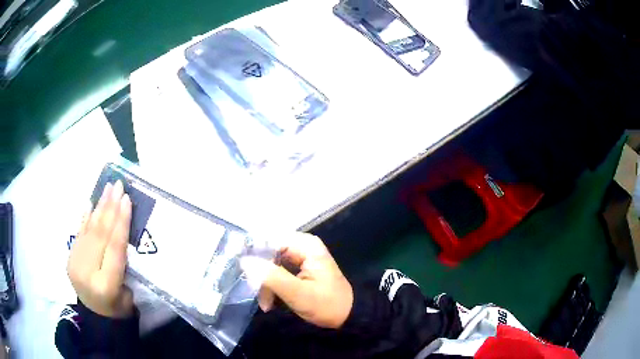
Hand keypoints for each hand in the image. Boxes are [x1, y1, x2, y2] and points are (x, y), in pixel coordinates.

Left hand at [67, 180, 133, 317]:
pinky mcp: (69, 258)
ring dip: (99, 207)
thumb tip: (122, 233)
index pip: (114, 249)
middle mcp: (87, 272)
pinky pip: (79, 233)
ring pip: (88, 230)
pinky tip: (91, 202)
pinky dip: (85, 217)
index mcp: (105, 286)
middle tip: (118, 185)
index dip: (120, 223)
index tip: (127, 199)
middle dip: (110, 208)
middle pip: (99, 235)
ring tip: (108, 188)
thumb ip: (124, 265)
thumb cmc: (119, 309)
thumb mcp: (129, 294)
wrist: (95, 317)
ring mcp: (75, 264)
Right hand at [241, 233, 352, 328]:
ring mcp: (300, 257)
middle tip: (255, 293)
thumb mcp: (298, 293)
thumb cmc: (326, 304)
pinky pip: (277, 272)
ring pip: (271, 264)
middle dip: (260, 274)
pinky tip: (270, 301)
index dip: (253, 254)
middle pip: (269, 252)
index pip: (269, 240)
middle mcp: (302, 246)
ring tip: (266, 304)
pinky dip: (272, 286)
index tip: (241, 271)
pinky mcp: (299, 268)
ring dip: (265, 284)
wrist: (348, 316)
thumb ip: (271, 277)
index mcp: (305, 245)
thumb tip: (244, 261)